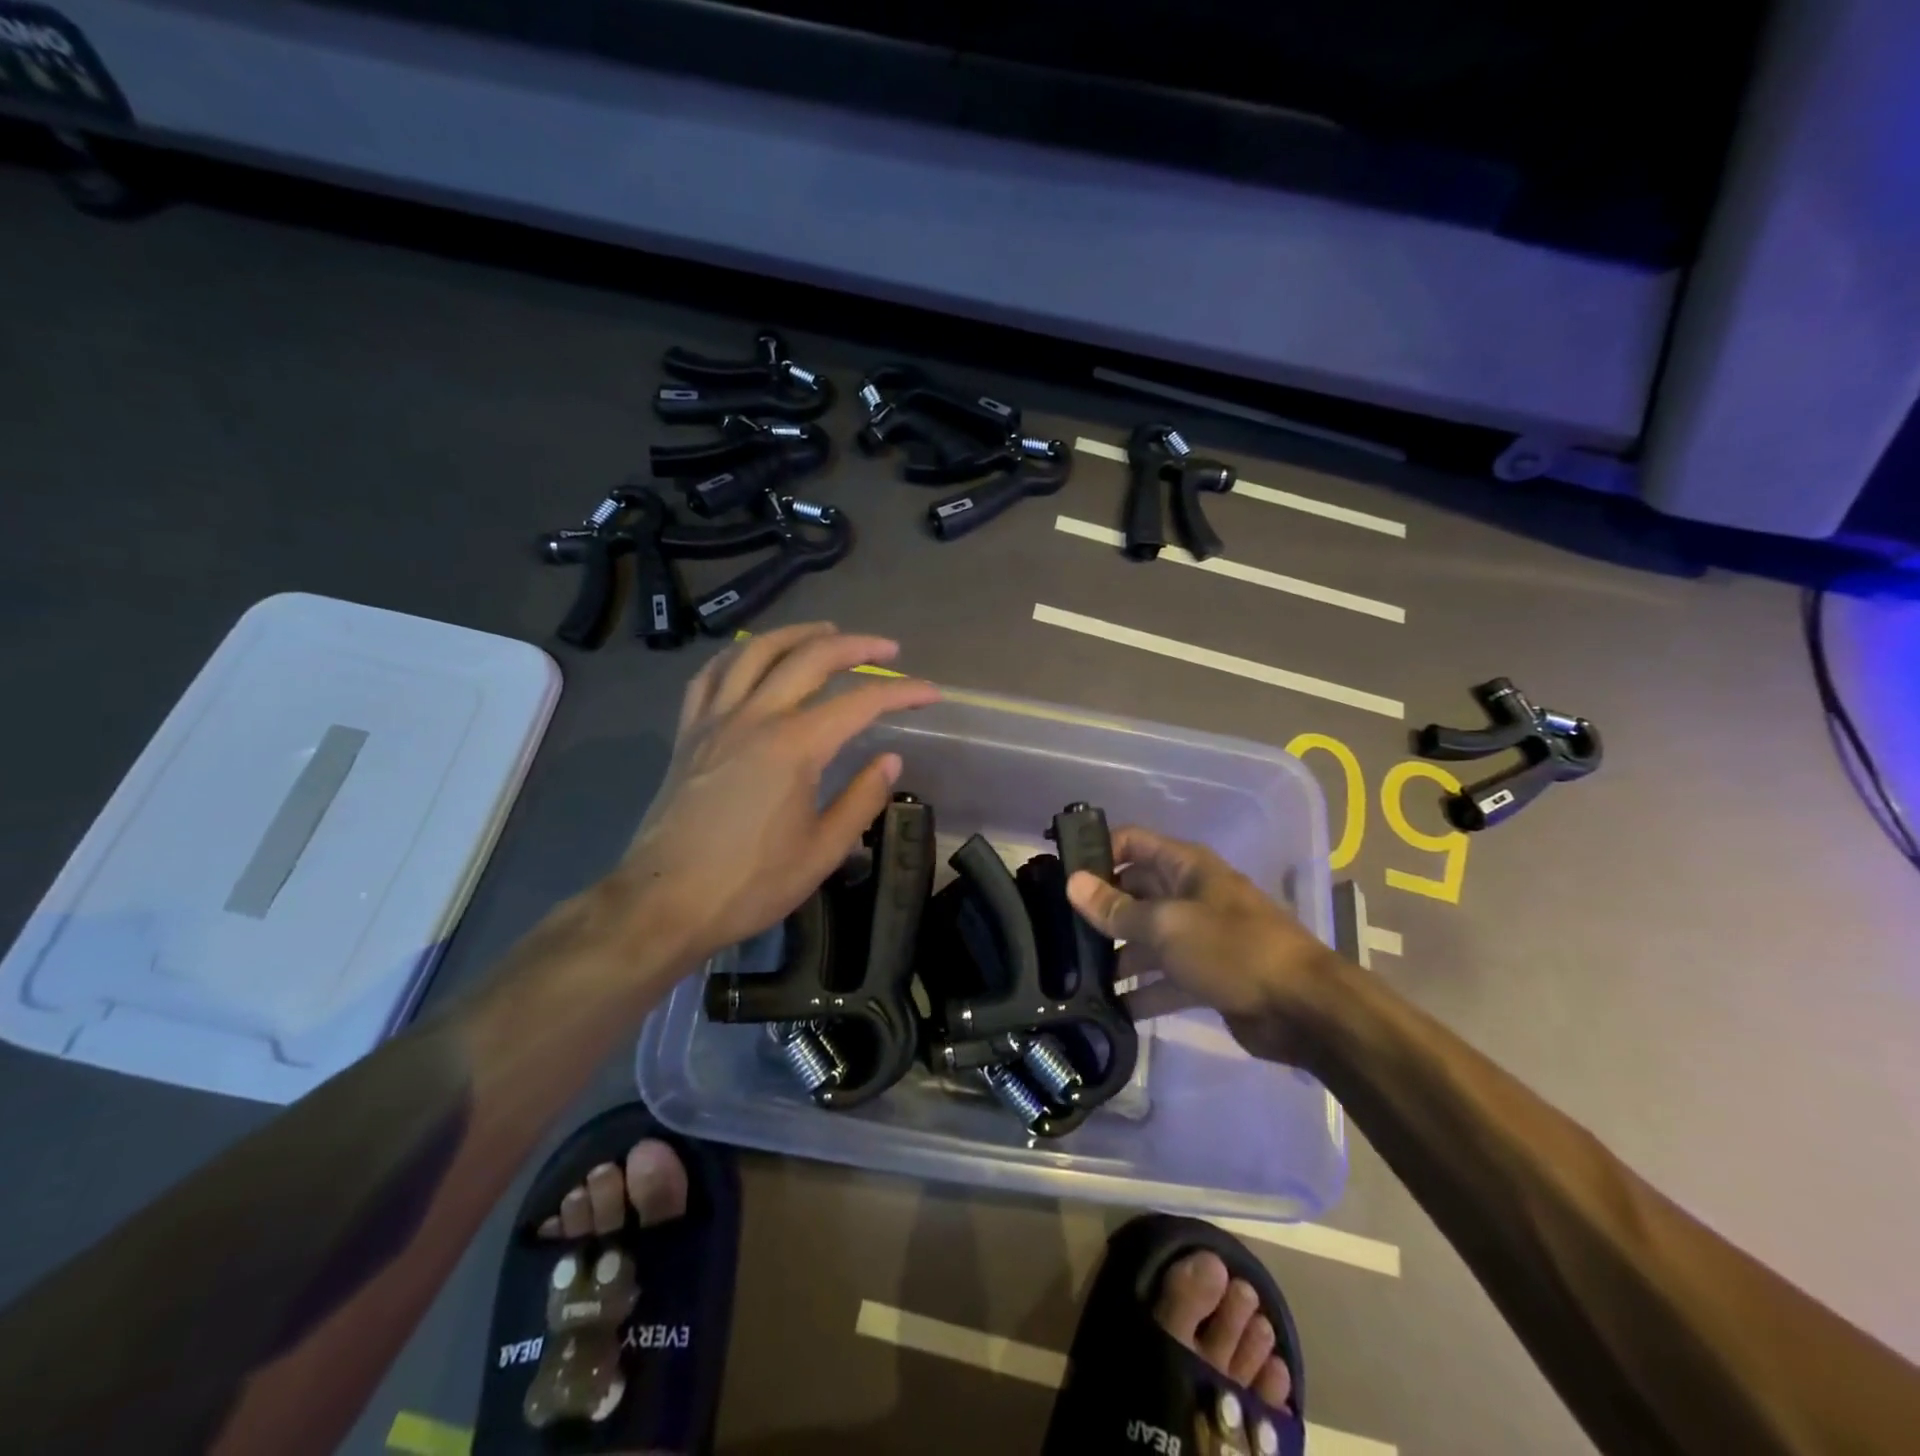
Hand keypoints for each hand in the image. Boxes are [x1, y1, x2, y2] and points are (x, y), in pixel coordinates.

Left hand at [615, 624, 938, 963]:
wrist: (664, 902)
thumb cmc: (750, 883)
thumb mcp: (822, 851)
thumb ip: (861, 799)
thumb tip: (889, 759)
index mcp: (794, 746)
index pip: (859, 703)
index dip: (901, 692)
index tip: (930, 692)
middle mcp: (754, 718)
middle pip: (809, 658)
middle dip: (854, 646)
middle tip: (886, 648)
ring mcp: (715, 721)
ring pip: (755, 652)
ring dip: (796, 633)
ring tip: (825, 630)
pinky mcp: (688, 734)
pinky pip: (710, 676)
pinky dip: (737, 655)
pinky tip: (751, 657)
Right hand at [1066, 826, 1342, 1064]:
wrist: (1303, 1010)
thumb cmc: (1232, 950)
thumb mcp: (1167, 926)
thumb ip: (1117, 909)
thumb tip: (1072, 883)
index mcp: (1185, 868)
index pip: (1132, 843)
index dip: (1098, 851)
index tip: (1061, 874)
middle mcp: (1189, 895)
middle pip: (1134, 892)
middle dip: (1100, 909)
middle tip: (1056, 931)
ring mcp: (1198, 937)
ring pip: (1145, 938)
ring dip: (1116, 955)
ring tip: (1074, 975)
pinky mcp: (1204, 976)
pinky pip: (1163, 979)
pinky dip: (1141, 991)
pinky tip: (1108, 1008)